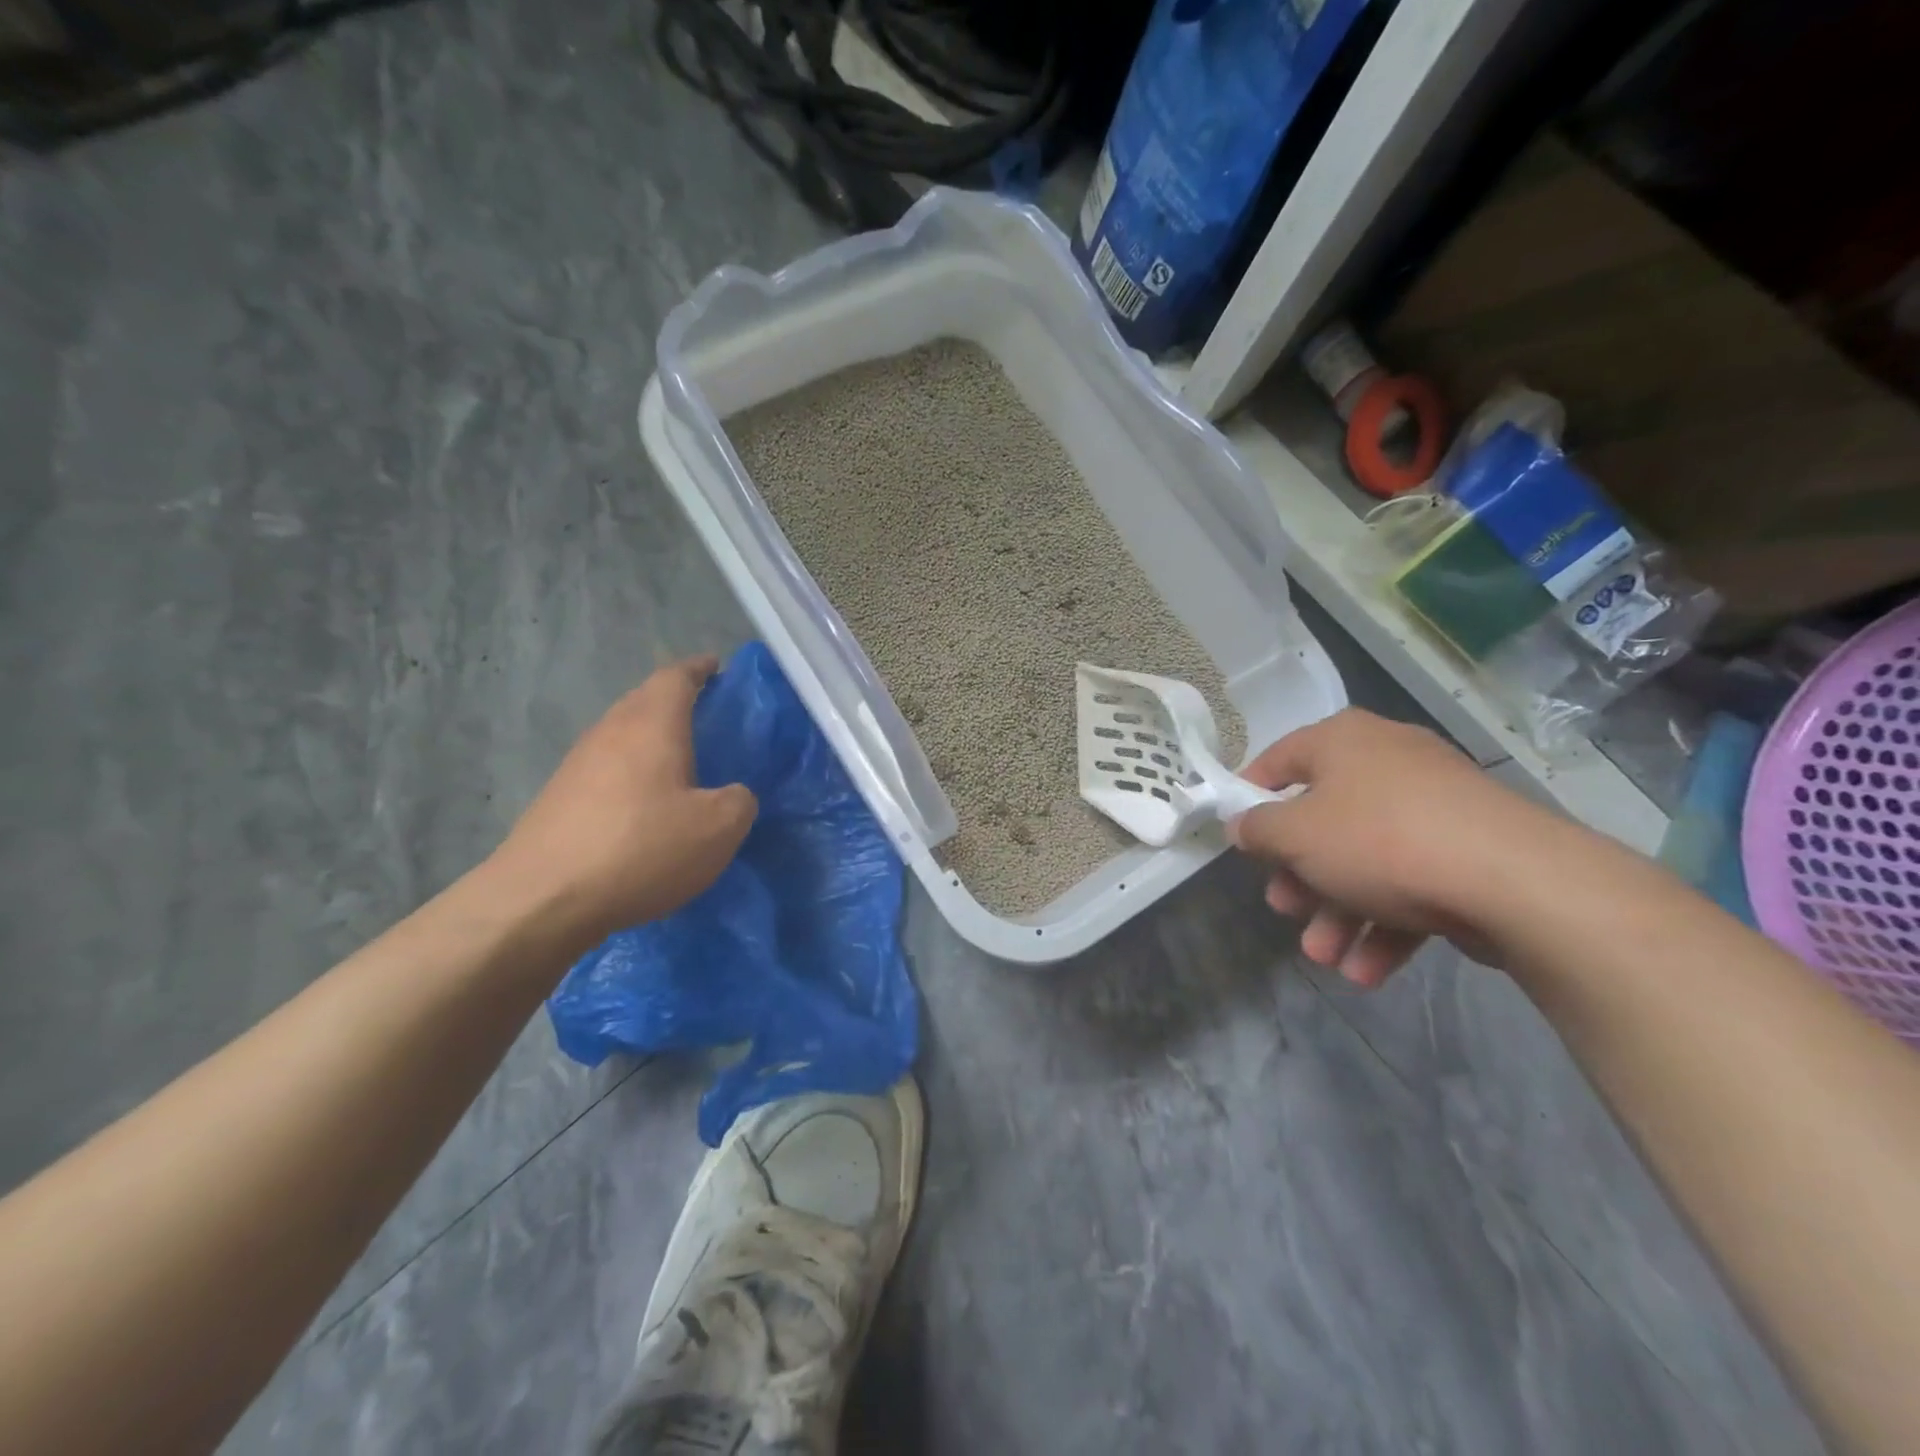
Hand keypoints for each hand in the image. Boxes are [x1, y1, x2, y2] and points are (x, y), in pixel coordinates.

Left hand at [487, 657, 756, 944]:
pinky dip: (632, 772)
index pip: (676, 676)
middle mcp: (610, 732)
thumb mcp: (718, 829)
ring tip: (682, 761)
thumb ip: (740, 801)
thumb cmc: (641, 849)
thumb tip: (732, 795)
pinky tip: (646, 805)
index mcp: (652, 724)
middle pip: (644, 700)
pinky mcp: (559, 798)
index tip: (718, 667)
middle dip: (676, 700)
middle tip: (708, 716)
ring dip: (652, 738)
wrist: (541, 900)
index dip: (699, 668)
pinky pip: (606, 768)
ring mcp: (577, 764)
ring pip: (623, 734)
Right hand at [1229, 709, 1565, 986]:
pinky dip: (1385, 925)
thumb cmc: (1379, 840)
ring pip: (1366, 861)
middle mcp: (1388, 764)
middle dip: (1300, 876)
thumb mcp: (1295, 836)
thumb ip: (1258, 829)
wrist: (1513, 881)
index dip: (1251, 795)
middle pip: (1324, 820)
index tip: (1236, 833)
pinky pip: (1410, 883)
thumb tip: (1242, 825)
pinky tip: (1366, 972)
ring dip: (1338, 914)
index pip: (1281, 759)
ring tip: (1325, 958)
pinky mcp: (1468, 852)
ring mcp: (1433, 808)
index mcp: (1345, 742)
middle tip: (1285, 908)